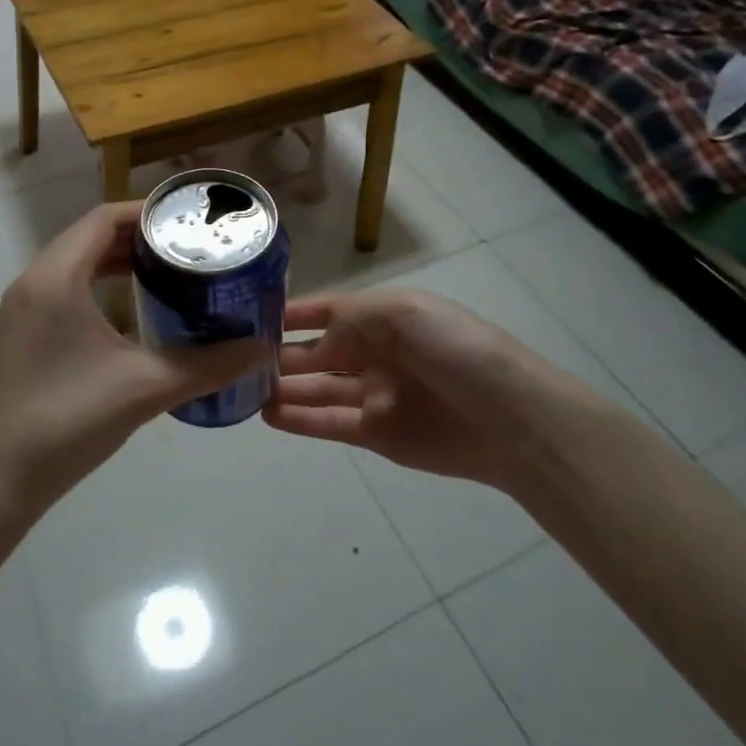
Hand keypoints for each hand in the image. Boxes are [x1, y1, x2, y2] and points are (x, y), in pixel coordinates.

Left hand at [0, 203, 261, 512]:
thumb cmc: (66, 421)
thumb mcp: (144, 388)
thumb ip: (208, 365)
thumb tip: (262, 349)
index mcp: (56, 277)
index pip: (104, 218)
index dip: (148, 212)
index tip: (191, 221)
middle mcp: (34, 282)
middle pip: (90, 237)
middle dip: (139, 237)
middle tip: (189, 248)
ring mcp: (22, 311)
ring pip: (75, 265)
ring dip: (118, 262)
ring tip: (168, 274)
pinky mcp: (20, 337)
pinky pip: (64, 291)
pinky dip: (99, 288)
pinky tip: (132, 316)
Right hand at [267, 289, 591, 491]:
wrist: (510, 418)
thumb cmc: (455, 350)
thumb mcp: (403, 312)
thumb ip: (350, 319)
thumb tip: (313, 339)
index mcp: (384, 317)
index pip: (328, 310)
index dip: (292, 313)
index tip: (249, 314)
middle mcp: (375, 353)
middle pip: (318, 351)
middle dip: (281, 353)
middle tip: (234, 357)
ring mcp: (375, 395)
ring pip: (318, 389)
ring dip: (284, 388)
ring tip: (242, 389)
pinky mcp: (378, 435)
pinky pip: (330, 423)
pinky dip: (300, 420)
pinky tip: (269, 416)